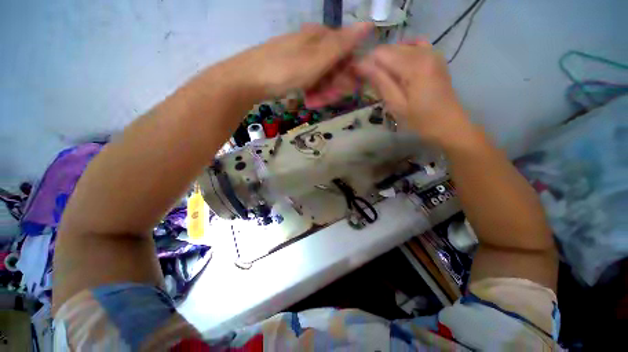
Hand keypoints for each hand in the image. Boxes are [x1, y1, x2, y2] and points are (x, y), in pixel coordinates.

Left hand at [225, 22, 372, 102]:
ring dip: (322, 92)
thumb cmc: (284, 70)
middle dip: (333, 87)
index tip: (342, 92)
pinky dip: (312, 91)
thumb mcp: (317, 60)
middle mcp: (314, 44)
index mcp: (322, 37)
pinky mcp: (294, 68)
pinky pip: (311, 80)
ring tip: (312, 102)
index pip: (348, 55)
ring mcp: (303, 56)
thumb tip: (369, 25)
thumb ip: (342, 45)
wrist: (248, 79)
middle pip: (335, 67)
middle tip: (323, 101)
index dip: (349, 75)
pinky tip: (307, 99)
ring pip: (323, 76)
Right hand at [357, 39, 471, 144]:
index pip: (380, 53)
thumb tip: (360, 65)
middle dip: (375, 63)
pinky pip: (412, 47)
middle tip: (371, 84)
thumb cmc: (420, 120)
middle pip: (389, 48)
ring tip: (385, 81)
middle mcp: (423, 51)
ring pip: (399, 47)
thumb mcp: (396, 104)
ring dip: (387, 62)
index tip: (359, 78)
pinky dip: (401, 56)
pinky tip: (399, 70)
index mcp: (414, 65)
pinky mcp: (434, 56)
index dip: (366, 63)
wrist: (448, 124)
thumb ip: (379, 81)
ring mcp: (431, 51)